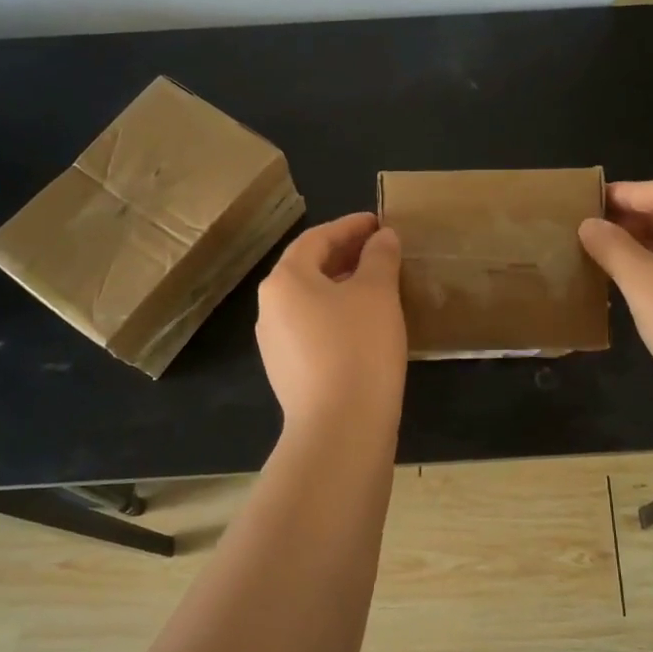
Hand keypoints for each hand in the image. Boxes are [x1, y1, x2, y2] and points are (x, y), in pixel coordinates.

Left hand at [256, 213, 406, 431]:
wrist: (339, 428)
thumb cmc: (358, 347)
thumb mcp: (377, 293)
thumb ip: (380, 258)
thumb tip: (382, 238)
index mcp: (285, 280)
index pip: (317, 238)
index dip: (350, 226)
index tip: (379, 222)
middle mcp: (270, 307)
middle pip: (309, 268)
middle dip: (345, 255)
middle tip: (380, 250)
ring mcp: (274, 343)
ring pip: (310, 301)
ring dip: (341, 287)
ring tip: (377, 286)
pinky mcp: (287, 372)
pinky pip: (312, 329)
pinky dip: (336, 316)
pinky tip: (364, 326)